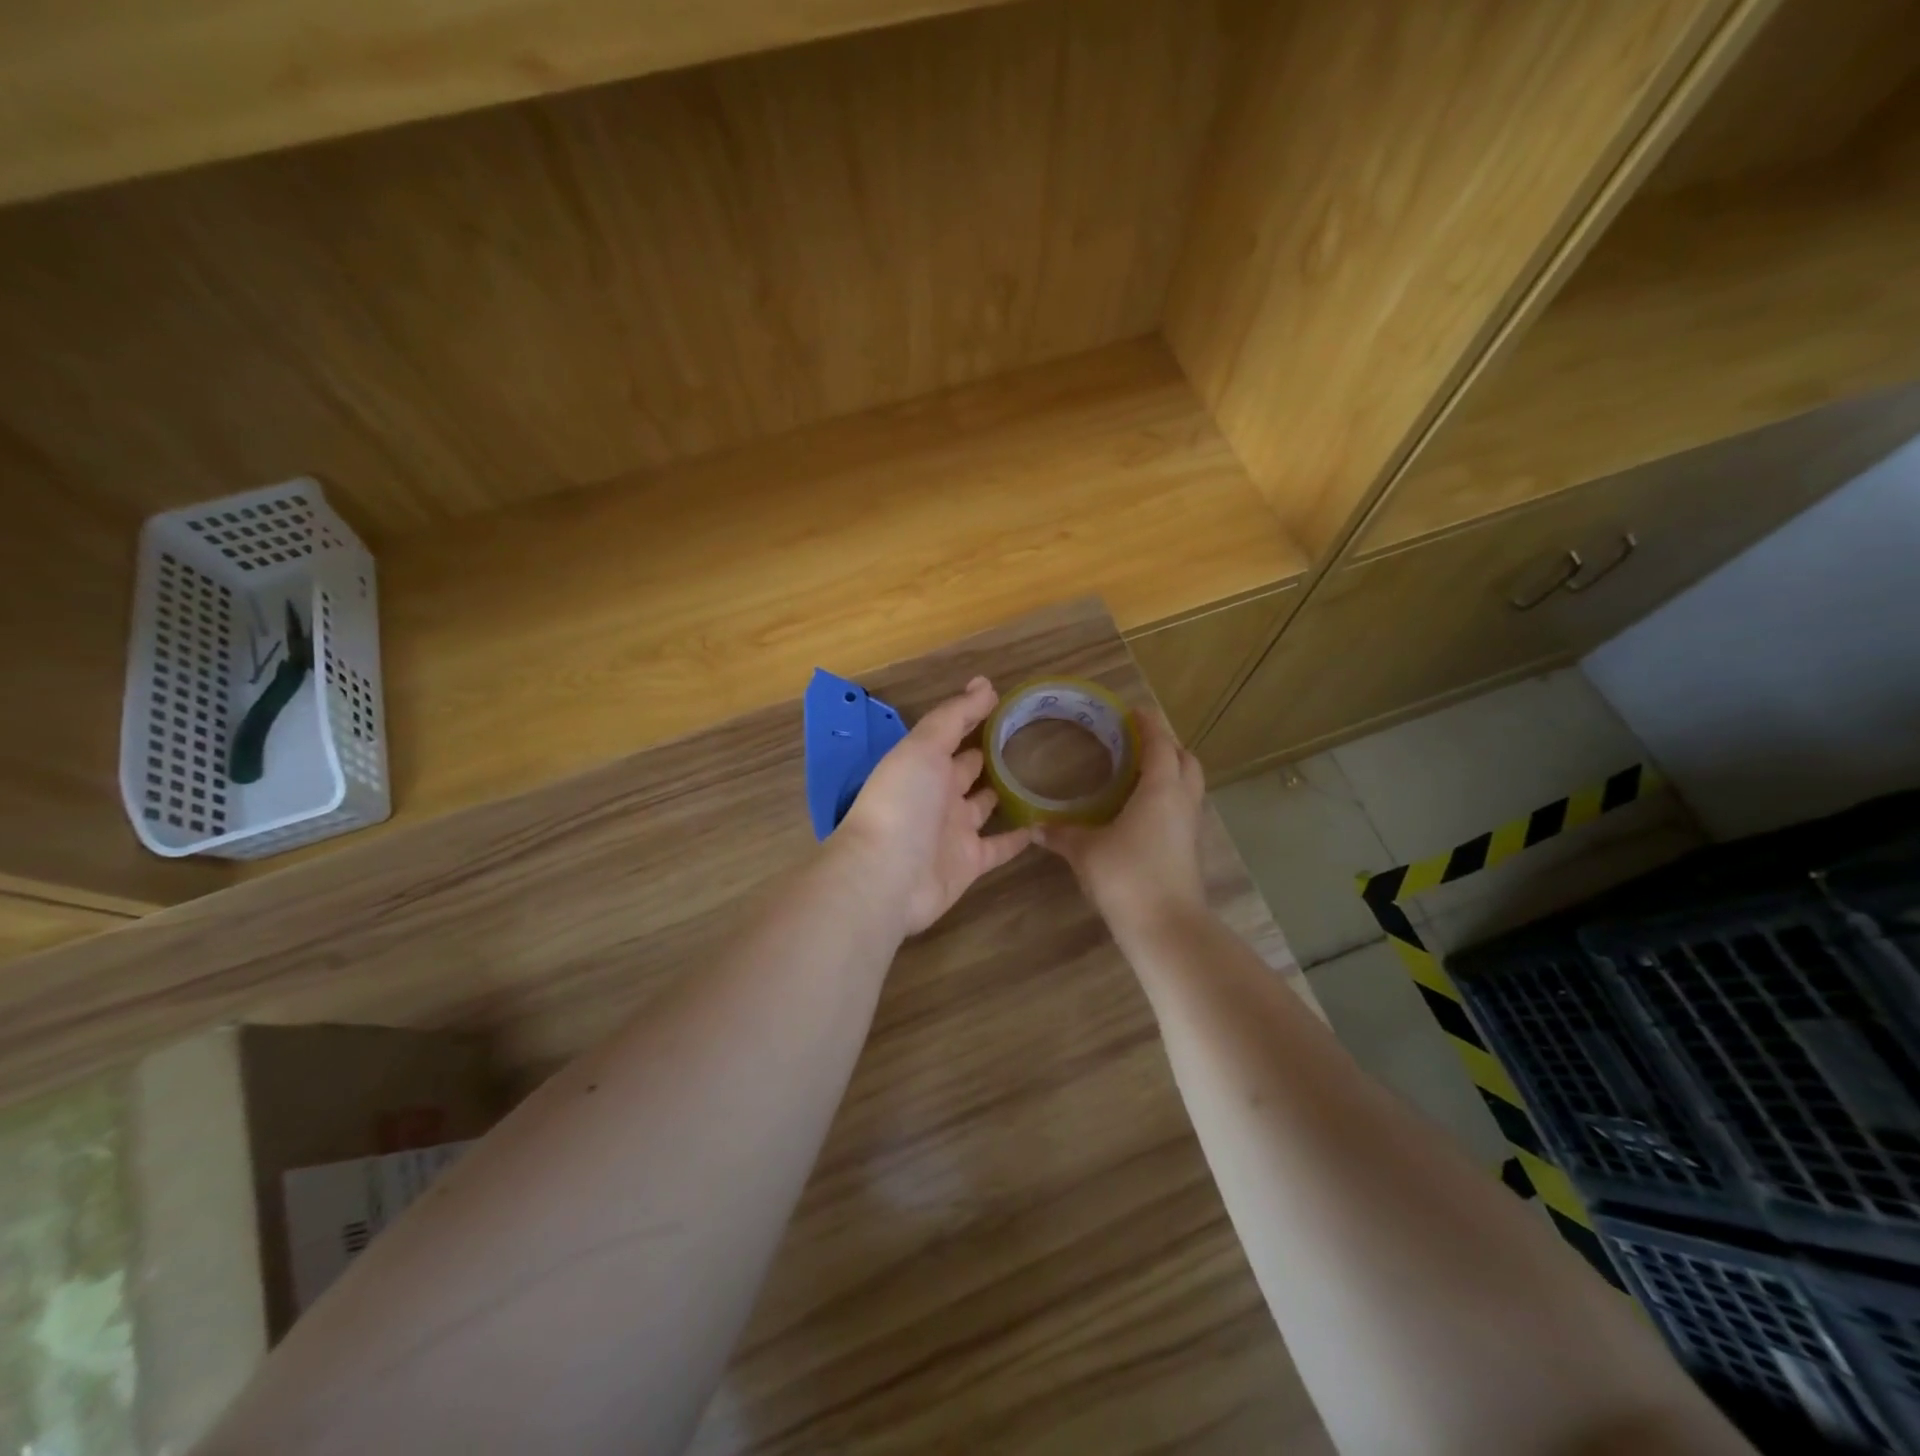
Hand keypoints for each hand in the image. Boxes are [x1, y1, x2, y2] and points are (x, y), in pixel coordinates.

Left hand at [834, 677, 1032, 936]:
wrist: (887, 877)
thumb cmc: (903, 803)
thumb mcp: (924, 748)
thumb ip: (954, 716)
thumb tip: (985, 683)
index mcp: (923, 764)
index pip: (952, 733)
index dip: (974, 716)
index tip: (1007, 700)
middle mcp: (938, 794)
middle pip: (967, 769)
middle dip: (989, 753)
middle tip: (1029, 736)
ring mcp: (954, 830)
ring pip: (985, 806)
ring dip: (1005, 792)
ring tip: (1040, 774)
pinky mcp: (970, 862)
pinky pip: (1000, 845)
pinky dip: (1019, 836)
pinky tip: (1044, 822)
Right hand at [1035, 709, 1207, 939]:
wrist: (1166, 928)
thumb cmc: (1127, 876)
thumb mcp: (1086, 852)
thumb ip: (1061, 834)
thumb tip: (1034, 827)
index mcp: (1161, 790)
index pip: (1160, 745)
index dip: (1149, 725)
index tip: (1133, 711)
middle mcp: (1182, 802)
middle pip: (1186, 761)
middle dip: (1167, 746)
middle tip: (1139, 743)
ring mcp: (1190, 828)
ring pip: (1188, 787)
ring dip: (1170, 773)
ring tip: (1138, 774)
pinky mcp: (1188, 850)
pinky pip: (1182, 810)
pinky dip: (1167, 799)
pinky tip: (1139, 812)